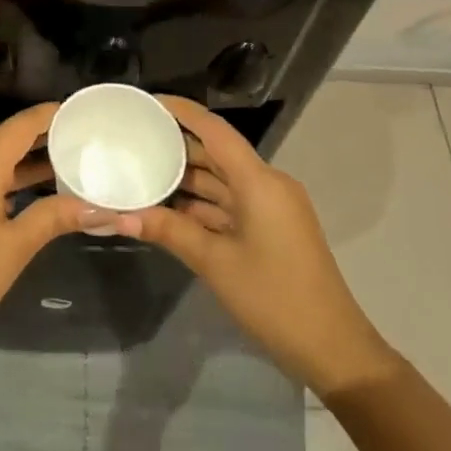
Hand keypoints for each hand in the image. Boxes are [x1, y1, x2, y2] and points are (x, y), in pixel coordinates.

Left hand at [0, 101, 117, 359]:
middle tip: (82, 140)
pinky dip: (3, 179)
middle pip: (4, 139)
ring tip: (64, 165)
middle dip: (42, 139)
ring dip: (23, 162)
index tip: (82, 112)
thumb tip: (101, 208)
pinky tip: (27, 194)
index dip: (51, 115)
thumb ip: (55, 217)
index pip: (21, 125)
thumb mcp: (14, 247)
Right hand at [115, 96, 401, 398]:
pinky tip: (167, 208)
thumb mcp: (214, 262)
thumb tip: (119, 215)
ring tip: (140, 172)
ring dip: (185, 180)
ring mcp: (270, 208)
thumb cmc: (274, 298)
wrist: (331, 347)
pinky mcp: (270, 229)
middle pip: (216, 154)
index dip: (182, 112)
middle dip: (176, 147)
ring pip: (221, 182)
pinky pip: (229, 204)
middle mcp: (267, 185)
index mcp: (259, 182)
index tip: (148, 103)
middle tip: (132, 140)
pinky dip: (201, 205)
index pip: (215, 131)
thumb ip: (168, 231)